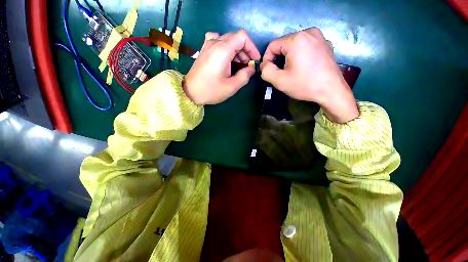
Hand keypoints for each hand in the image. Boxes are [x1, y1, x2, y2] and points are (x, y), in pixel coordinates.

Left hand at [183, 30, 260, 104]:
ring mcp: (208, 45)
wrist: (190, 92)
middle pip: (236, 38)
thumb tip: (251, 69)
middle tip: (247, 67)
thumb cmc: (211, 90)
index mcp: (222, 50)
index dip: (252, 47)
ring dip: (237, 51)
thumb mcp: (231, 87)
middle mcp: (215, 42)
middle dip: (245, 51)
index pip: (242, 37)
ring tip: (239, 66)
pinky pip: (218, 41)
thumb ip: (244, 76)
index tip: (254, 60)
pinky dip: (226, 47)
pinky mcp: (205, 49)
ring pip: (228, 40)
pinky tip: (226, 57)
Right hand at [260, 28, 358, 122]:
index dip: (266, 59)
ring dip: (288, 57)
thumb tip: (264, 66)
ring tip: (290, 71)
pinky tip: (303, 67)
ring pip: (295, 45)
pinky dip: (300, 55)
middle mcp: (308, 32)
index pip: (272, 45)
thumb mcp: (279, 81)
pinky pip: (306, 46)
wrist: (332, 91)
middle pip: (284, 44)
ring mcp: (320, 37)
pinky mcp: (326, 44)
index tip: (267, 71)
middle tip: (279, 73)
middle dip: (278, 59)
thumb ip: (266, 71)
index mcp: (296, 39)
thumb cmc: (304, 85)